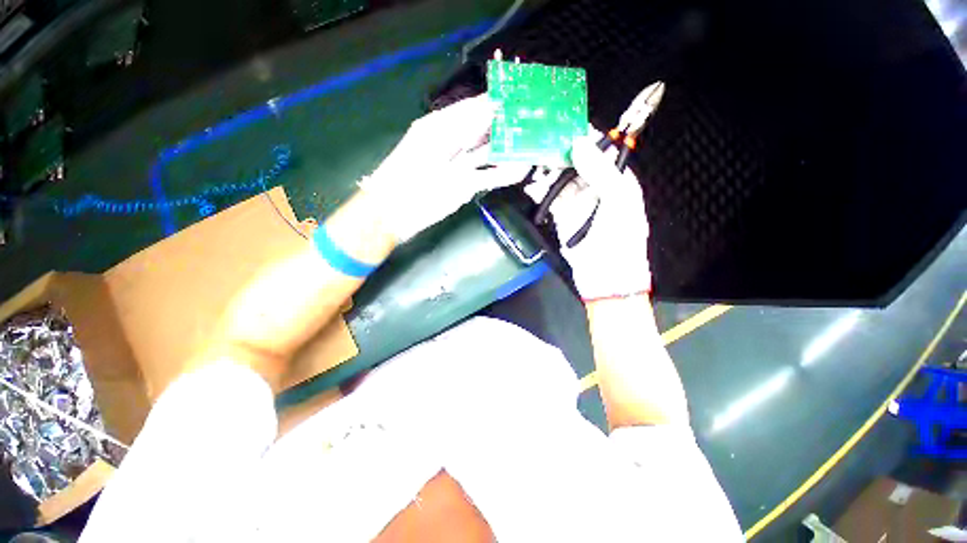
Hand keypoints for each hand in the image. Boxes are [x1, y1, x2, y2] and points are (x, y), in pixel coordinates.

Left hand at [363, 95, 530, 241]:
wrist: (394, 213)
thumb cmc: (407, 177)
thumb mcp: (432, 144)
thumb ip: (463, 126)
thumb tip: (490, 106)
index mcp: (441, 126)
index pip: (473, 108)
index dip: (496, 103)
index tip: (520, 99)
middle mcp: (453, 144)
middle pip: (484, 131)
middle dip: (506, 127)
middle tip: (533, 124)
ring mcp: (460, 167)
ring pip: (489, 154)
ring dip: (508, 152)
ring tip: (532, 147)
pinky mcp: (464, 186)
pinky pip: (488, 177)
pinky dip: (503, 174)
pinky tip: (519, 170)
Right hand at [528, 129, 651, 300]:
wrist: (605, 278)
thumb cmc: (619, 239)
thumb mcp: (617, 201)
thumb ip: (599, 171)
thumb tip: (579, 141)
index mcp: (617, 179)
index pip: (600, 149)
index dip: (583, 136)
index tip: (561, 125)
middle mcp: (597, 187)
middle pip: (576, 162)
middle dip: (558, 152)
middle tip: (538, 142)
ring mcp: (578, 202)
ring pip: (560, 179)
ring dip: (546, 171)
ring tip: (530, 161)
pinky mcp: (563, 216)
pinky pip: (550, 198)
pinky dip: (540, 191)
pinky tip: (530, 184)